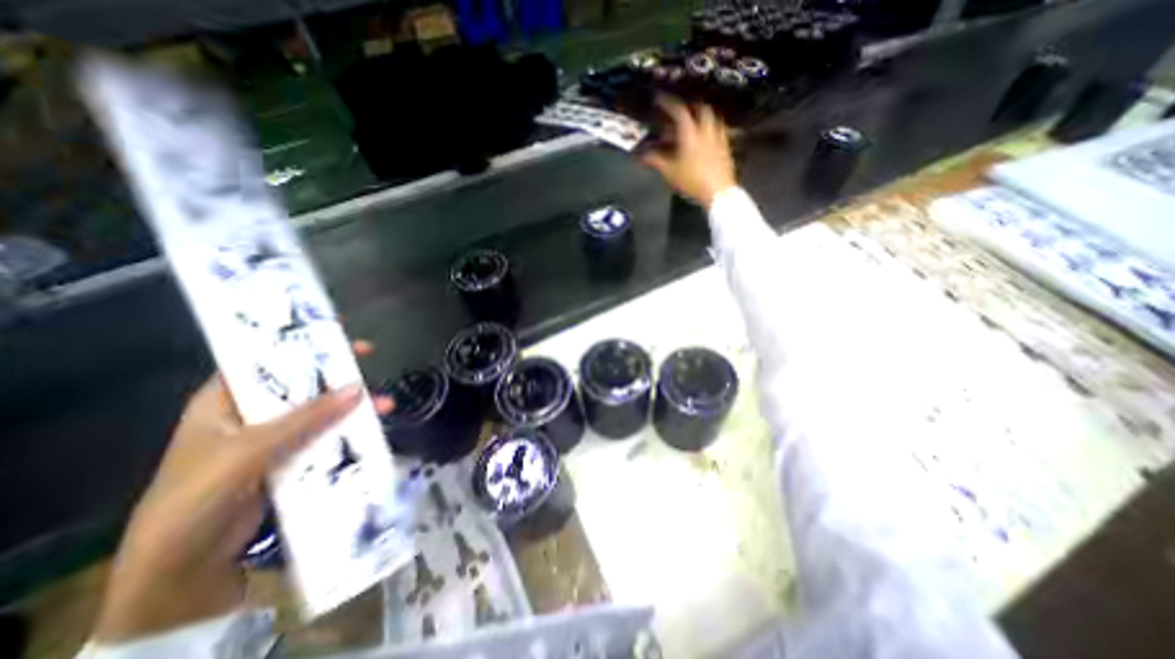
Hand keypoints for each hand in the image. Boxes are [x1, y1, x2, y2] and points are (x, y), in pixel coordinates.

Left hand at [94, 341, 394, 644]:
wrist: (185, 569)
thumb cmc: (197, 499)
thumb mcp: (249, 452)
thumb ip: (304, 419)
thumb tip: (358, 388)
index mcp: (224, 401)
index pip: (263, 358)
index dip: (298, 340)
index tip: (337, 329)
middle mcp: (252, 414)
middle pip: (301, 382)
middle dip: (337, 372)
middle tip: (370, 357)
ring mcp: (275, 437)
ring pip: (321, 410)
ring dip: (353, 405)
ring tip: (386, 404)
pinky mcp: (293, 458)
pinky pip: (327, 435)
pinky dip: (350, 430)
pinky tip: (374, 428)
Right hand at [642, 96, 732, 204]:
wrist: (718, 192)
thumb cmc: (692, 181)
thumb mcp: (670, 172)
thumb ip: (656, 161)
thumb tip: (643, 155)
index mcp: (691, 133)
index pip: (679, 110)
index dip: (668, 103)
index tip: (659, 99)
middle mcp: (706, 130)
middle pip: (700, 109)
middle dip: (689, 107)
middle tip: (680, 113)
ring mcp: (718, 138)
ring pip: (712, 119)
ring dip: (701, 118)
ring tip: (693, 125)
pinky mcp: (726, 148)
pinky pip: (719, 131)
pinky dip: (710, 130)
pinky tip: (706, 140)